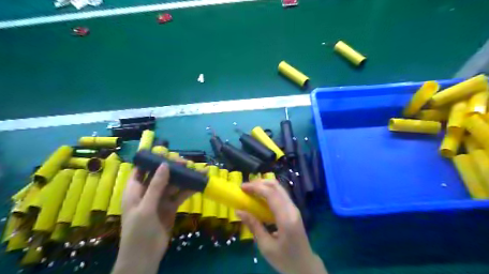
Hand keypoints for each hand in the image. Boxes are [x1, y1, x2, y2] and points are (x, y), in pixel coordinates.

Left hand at [113, 164, 192, 272]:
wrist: (145, 257)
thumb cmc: (138, 232)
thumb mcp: (146, 208)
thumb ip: (156, 186)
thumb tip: (164, 165)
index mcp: (135, 190)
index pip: (142, 170)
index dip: (153, 160)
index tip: (167, 153)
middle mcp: (148, 192)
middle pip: (161, 175)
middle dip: (173, 168)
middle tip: (187, 163)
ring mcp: (160, 199)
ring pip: (173, 184)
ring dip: (184, 177)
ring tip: (198, 170)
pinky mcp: (171, 206)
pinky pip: (180, 194)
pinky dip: (189, 189)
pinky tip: (198, 183)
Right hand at [236, 179, 327, 273]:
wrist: (305, 266)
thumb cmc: (285, 259)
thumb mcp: (266, 246)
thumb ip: (254, 226)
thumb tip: (239, 211)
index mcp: (286, 218)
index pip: (271, 194)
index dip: (256, 187)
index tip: (242, 187)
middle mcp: (292, 209)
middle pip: (276, 186)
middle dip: (260, 183)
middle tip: (245, 187)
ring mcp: (294, 208)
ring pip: (279, 188)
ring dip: (264, 186)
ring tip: (250, 190)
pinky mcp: (293, 210)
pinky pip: (280, 195)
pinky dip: (269, 192)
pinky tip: (260, 198)